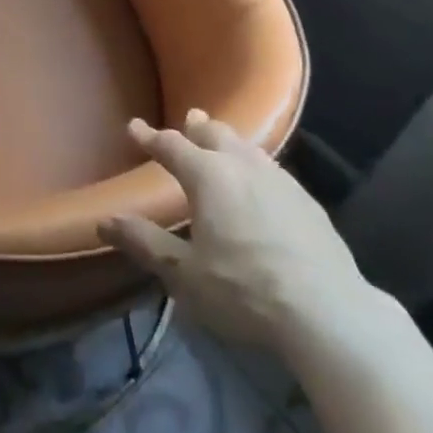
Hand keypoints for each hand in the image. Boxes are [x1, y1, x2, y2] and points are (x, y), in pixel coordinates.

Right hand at [99, 109, 377, 355]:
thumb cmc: (245, 291)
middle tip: (188, 121)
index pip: (171, 146)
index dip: (150, 137)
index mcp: (208, 176)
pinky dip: (255, 164)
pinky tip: (261, 181)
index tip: (134, 127)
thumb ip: (145, 243)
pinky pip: (271, 168)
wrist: (327, 311)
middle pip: (214, 134)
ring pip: (247, 147)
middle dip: (196, 128)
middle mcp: (242, 165)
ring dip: (228, 141)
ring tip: (222, 143)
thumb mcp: (185, 275)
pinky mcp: (307, 200)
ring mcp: (279, 179)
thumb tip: (104, 221)